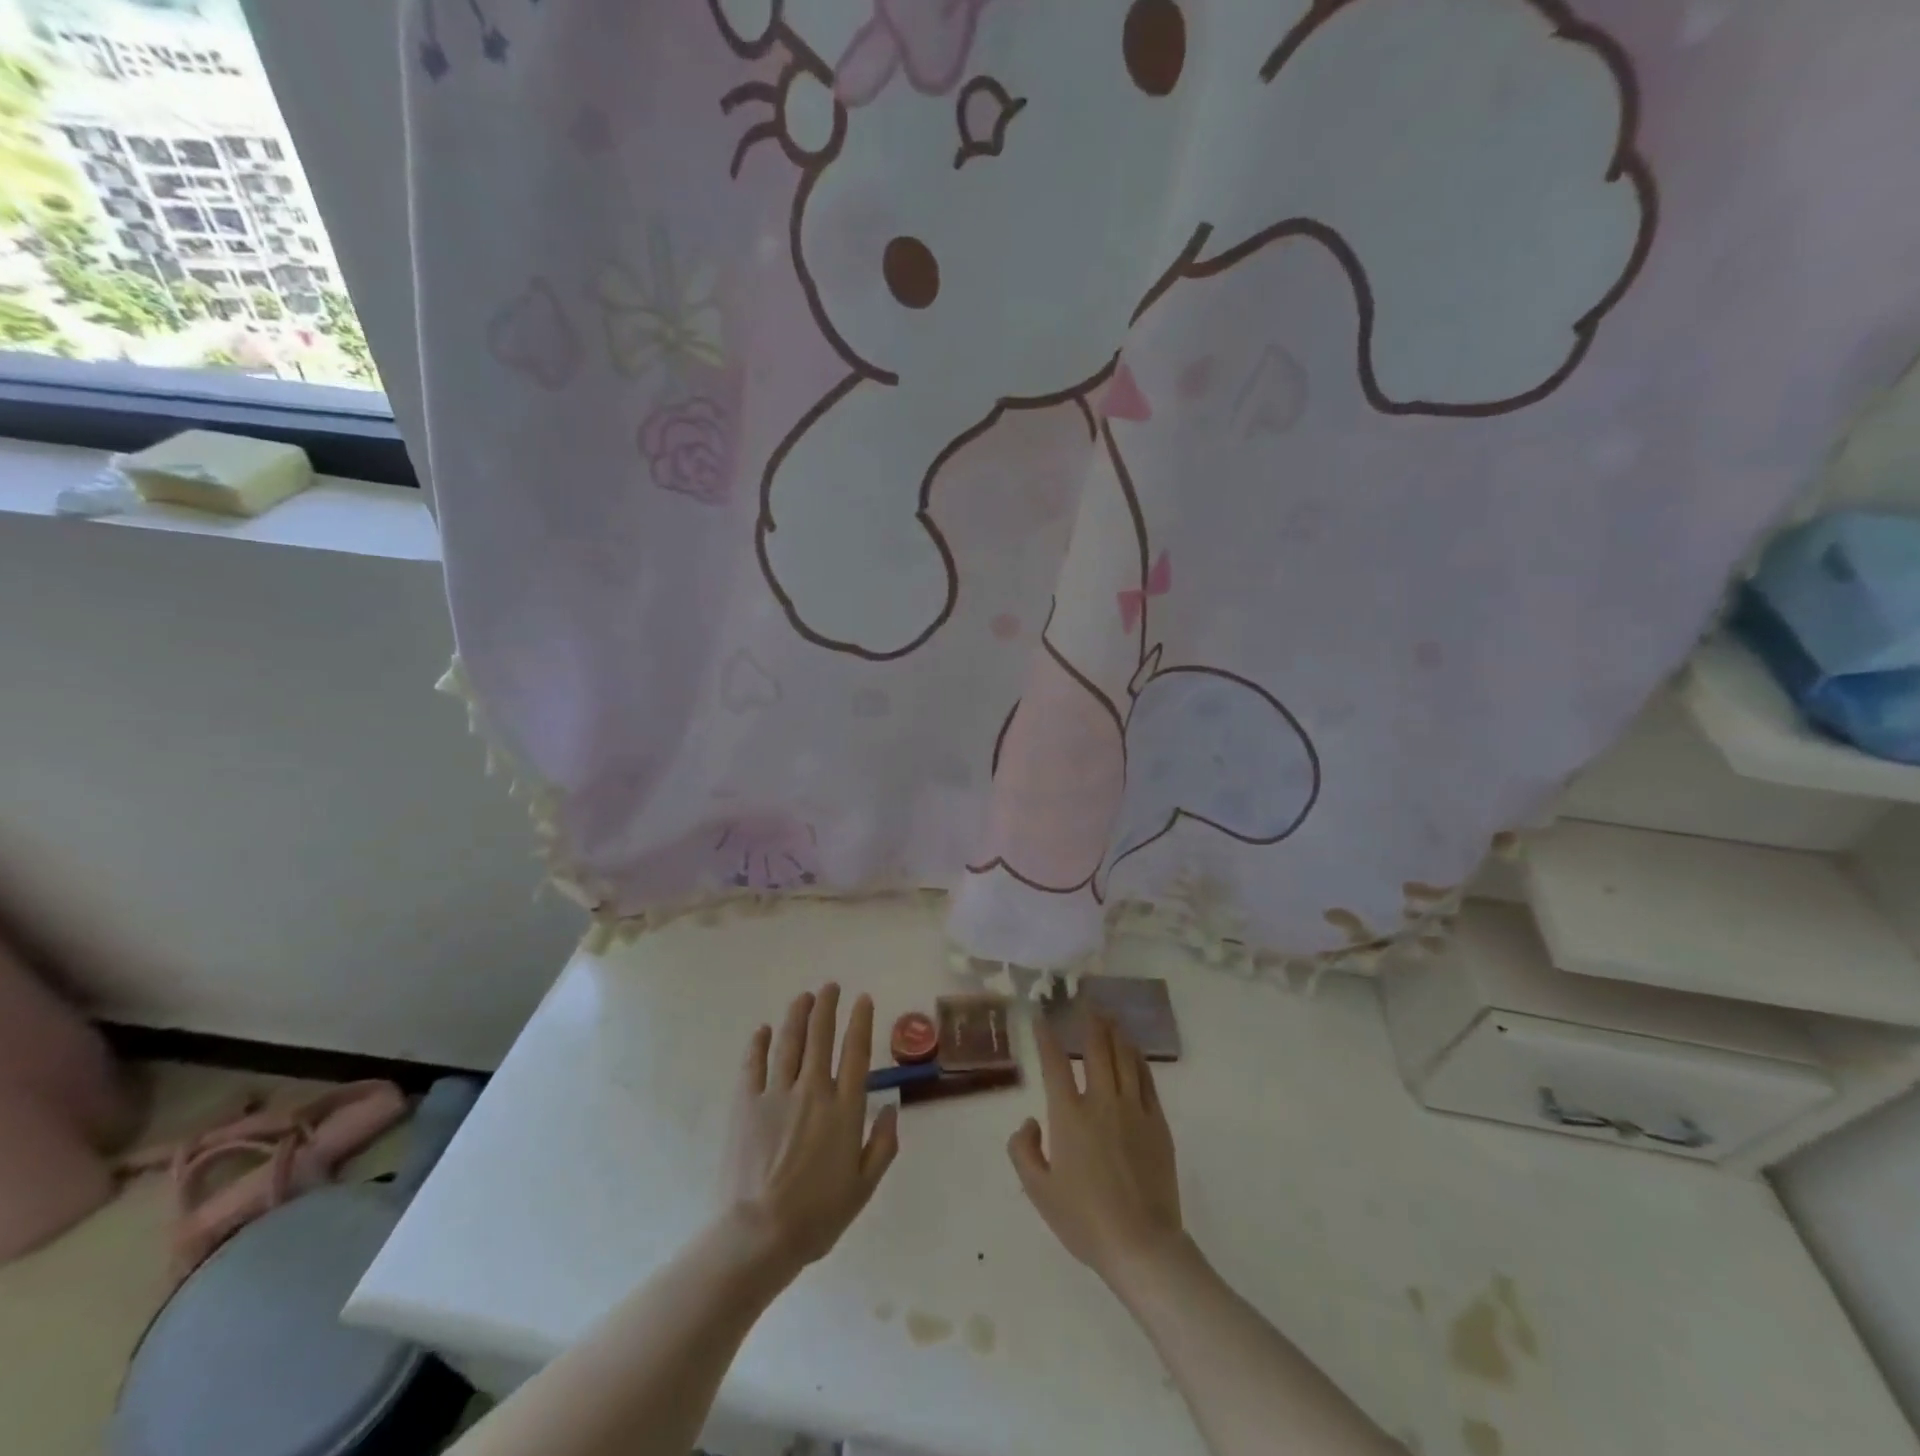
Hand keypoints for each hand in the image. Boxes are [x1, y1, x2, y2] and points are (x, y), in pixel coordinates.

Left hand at [721, 984, 898, 1272]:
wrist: (759, 1235)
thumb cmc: (817, 1216)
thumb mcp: (863, 1187)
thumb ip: (883, 1145)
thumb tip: (892, 1107)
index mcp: (844, 1109)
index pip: (856, 1052)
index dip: (861, 1021)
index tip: (863, 999)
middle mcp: (813, 1091)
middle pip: (821, 1037)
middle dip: (827, 1007)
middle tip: (830, 987)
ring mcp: (776, 1095)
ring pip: (789, 1043)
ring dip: (798, 1015)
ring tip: (803, 997)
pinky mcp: (746, 1105)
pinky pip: (753, 1065)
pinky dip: (760, 1044)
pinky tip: (764, 1030)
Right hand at [1008, 1014, 1184, 1284]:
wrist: (1141, 1245)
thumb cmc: (1084, 1220)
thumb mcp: (1038, 1191)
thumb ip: (1024, 1151)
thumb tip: (1029, 1122)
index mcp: (1068, 1116)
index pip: (1055, 1063)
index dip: (1047, 1036)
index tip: (1042, 1017)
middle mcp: (1101, 1101)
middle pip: (1095, 1048)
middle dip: (1088, 1021)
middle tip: (1085, 1001)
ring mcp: (1132, 1109)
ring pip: (1123, 1057)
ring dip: (1114, 1033)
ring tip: (1109, 1016)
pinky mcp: (1156, 1122)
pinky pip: (1146, 1079)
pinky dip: (1137, 1059)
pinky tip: (1133, 1050)